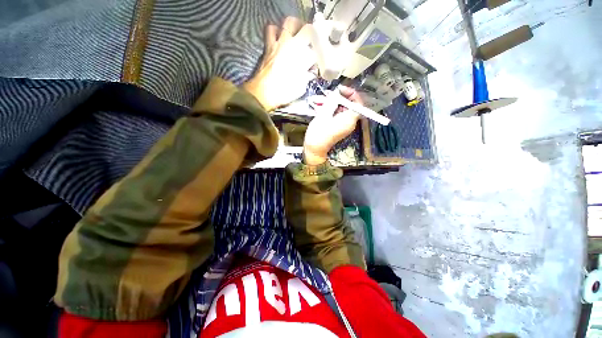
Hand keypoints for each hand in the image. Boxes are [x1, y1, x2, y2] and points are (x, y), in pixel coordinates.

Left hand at [243, 17, 316, 110]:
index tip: (318, 61)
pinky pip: (271, 30)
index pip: (317, 50)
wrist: (264, 93)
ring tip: (295, 33)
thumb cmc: (284, 92)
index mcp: (304, 58)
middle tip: (311, 39)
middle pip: (307, 28)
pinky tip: (278, 37)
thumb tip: (310, 72)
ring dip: (294, 26)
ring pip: (289, 23)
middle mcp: (293, 46)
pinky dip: (275, 30)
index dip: (319, 55)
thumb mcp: (301, 88)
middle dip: (312, 33)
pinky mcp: (269, 45)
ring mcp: (280, 43)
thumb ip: (307, 77)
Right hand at [303, 86, 361, 165]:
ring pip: (339, 109)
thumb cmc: (319, 133)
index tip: (339, 89)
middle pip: (347, 105)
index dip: (350, 93)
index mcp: (349, 119)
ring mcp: (342, 125)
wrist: (314, 149)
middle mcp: (349, 122)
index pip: (357, 103)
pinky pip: (335, 115)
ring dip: (329, 103)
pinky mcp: (336, 127)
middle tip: (326, 94)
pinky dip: (328, 110)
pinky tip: (318, 106)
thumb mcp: (323, 115)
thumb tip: (336, 93)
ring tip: (317, 100)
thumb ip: (331, 102)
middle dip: (336, 98)